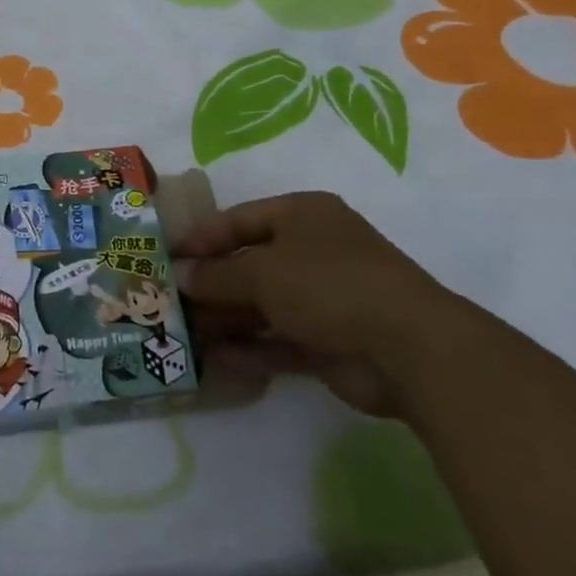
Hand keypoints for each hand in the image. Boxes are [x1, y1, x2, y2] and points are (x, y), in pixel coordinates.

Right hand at [172, 191, 475, 415]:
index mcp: (302, 215)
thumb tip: (182, 275)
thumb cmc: (328, 284)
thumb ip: (218, 274)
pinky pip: (279, 341)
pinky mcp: (329, 342)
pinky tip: (215, 360)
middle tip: (168, 301)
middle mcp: (312, 251)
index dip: (201, 237)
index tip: (167, 257)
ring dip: (225, 319)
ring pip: (262, 306)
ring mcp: (323, 299)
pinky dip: (250, 350)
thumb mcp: (262, 271)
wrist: (408, 348)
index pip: (239, 220)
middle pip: (249, 264)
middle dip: (210, 284)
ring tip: (183, 334)